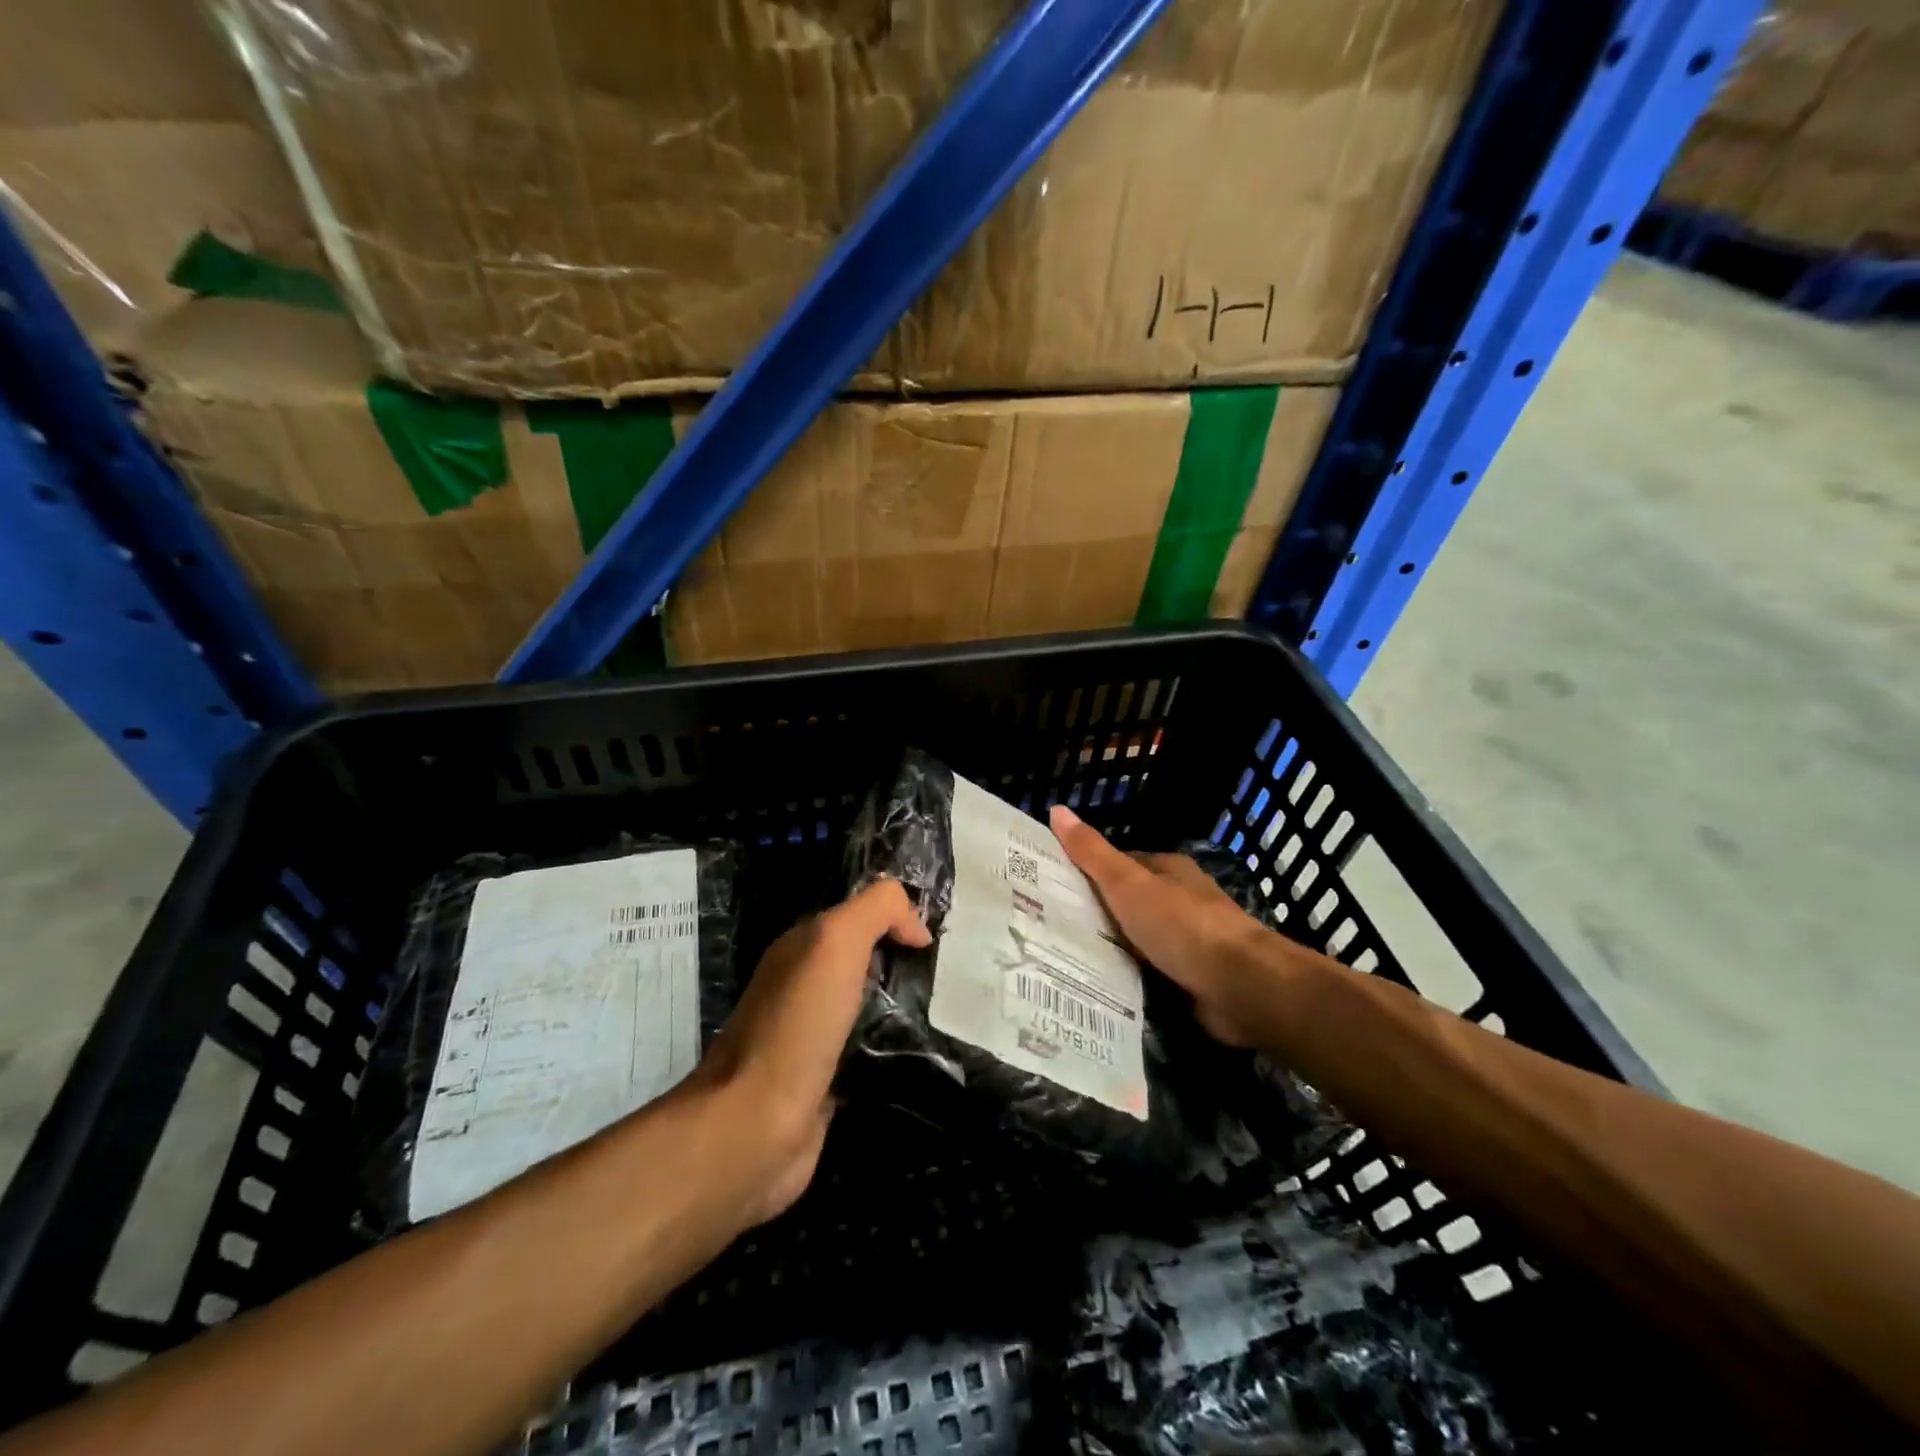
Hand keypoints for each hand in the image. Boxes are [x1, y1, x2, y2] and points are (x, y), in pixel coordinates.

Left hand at [694, 880, 929, 1225]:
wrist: (756, 1125)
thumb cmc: (798, 1025)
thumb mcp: (835, 941)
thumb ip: (876, 910)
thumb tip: (916, 926)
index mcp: (802, 946)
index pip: (859, 914)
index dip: (898, 916)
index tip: (935, 938)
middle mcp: (806, 984)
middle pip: (867, 957)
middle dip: (906, 958)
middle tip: (948, 972)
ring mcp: (816, 1034)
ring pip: (873, 1002)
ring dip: (906, 1002)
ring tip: (946, 1008)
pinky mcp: (829, 1079)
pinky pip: (872, 1047)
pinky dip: (896, 1044)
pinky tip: (924, 1049)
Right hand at [1050, 805, 1289, 1049]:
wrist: (1240, 986)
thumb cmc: (1182, 925)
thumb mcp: (1127, 883)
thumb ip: (1092, 853)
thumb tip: (1056, 809)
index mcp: (1169, 870)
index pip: (1120, 865)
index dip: (1087, 872)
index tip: (1052, 887)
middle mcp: (1181, 901)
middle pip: (1129, 903)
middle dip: (1097, 914)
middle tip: (1050, 927)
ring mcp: (1190, 941)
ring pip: (1139, 940)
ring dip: (1113, 949)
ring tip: (1064, 959)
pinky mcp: (1193, 978)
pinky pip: (1151, 973)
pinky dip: (1131, 977)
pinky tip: (1101, 986)